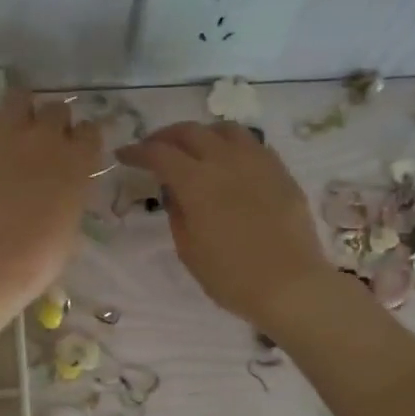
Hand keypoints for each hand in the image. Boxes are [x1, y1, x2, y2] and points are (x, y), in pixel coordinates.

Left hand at [0, 88, 101, 307]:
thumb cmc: (41, 256)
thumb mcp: (71, 225)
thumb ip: (71, 196)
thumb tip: (62, 191)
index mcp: (79, 161)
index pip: (90, 131)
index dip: (82, 141)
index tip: (76, 152)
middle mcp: (48, 137)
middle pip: (56, 109)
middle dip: (53, 123)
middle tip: (44, 144)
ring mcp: (9, 134)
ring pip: (19, 97)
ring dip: (20, 111)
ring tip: (14, 131)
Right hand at [118, 122, 332, 332]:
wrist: (290, 285)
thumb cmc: (232, 277)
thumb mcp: (189, 251)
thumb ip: (177, 214)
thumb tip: (175, 192)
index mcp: (197, 182)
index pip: (159, 153)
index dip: (137, 151)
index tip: (124, 155)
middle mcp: (225, 161)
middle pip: (190, 132)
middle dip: (165, 136)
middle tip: (154, 149)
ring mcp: (257, 162)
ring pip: (224, 130)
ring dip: (201, 134)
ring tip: (194, 149)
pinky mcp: (280, 171)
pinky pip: (251, 145)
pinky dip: (231, 146)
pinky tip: (229, 163)